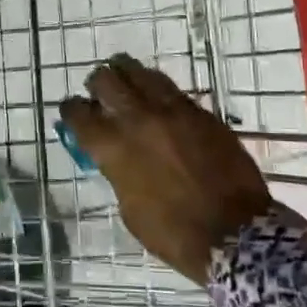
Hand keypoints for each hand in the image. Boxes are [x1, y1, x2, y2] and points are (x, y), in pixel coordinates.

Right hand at [60, 54, 276, 282]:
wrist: (235, 233)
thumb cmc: (174, 233)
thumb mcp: (130, 209)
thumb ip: (117, 174)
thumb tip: (115, 157)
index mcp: (114, 148)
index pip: (79, 114)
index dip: (71, 110)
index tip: (72, 111)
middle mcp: (138, 120)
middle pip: (106, 80)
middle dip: (97, 83)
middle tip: (99, 92)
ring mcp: (172, 111)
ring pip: (141, 73)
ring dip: (127, 74)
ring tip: (127, 82)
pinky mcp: (201, 113)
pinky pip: (172, 89)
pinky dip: (158, 90)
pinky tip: (158, 99)